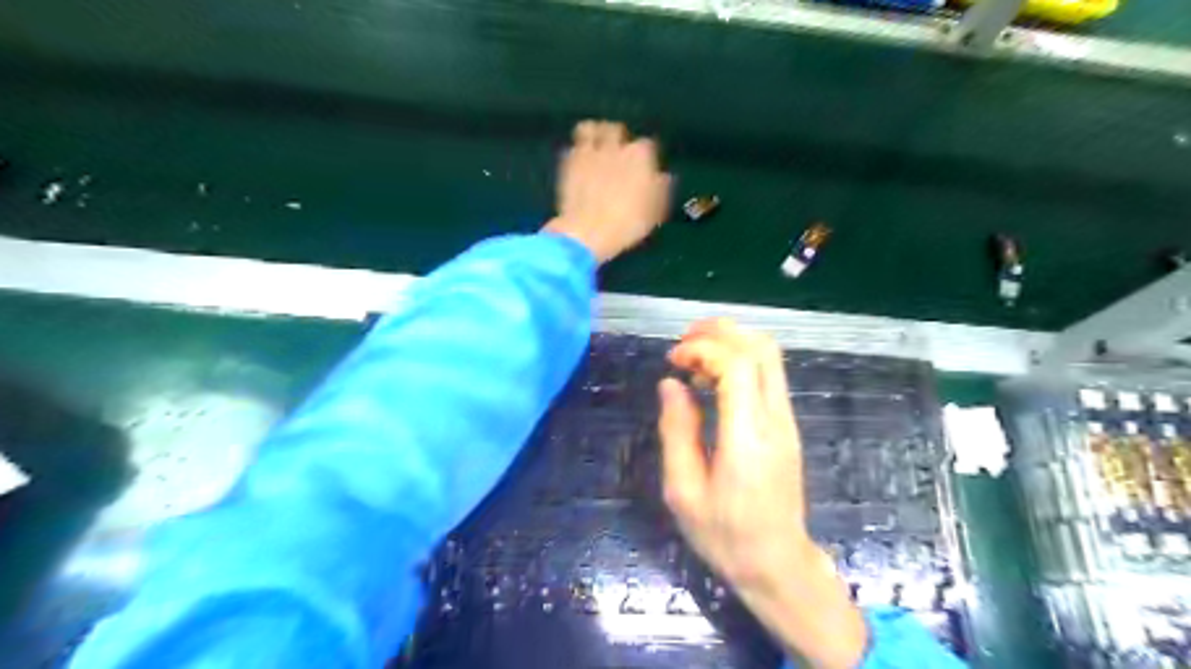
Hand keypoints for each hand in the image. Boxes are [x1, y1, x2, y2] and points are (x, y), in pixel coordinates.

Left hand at [545, 121, 673, 263]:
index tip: (644, 168)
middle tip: (617, 153)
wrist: (588, 231)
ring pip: (590, 129)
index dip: (645, 157)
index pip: (647, 145)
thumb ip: (660, 189)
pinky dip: (576, 152)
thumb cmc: (628, 223)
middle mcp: (615, 147)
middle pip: (617, 130)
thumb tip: (663, 176)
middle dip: (618, 138)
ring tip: (595, 146)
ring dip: (594, 135)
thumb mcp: (654, 211)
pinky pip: (572, 146)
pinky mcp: (568, 162)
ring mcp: (590, 152)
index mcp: (641, 156)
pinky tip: (578, 162)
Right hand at [660, 318, 865, 668]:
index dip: (702, 349)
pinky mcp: (786, 426)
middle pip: (761, 348)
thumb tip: (671, 384)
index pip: (738, 365)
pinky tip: (710, 380)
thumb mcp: (683, 491)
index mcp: (748, 437)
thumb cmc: (724, 535)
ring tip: (692, 357)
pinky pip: (768, 375)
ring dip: (731, 343)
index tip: (672, 361)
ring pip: (769, 357)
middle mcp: (775, 420)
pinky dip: (739, 362)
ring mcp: (786, 421)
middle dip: (720, 332)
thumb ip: (677, 431)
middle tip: (682, 343)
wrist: (777, 564)